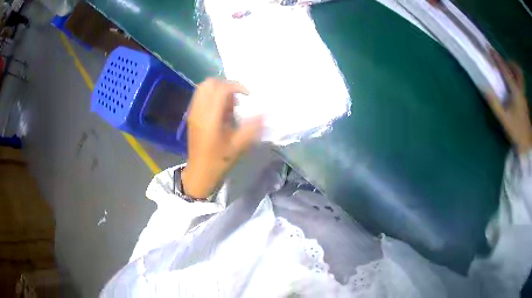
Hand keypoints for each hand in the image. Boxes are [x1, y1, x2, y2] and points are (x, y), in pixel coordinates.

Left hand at [181, 78, 262, 197]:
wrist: (200, 172)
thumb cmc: (219, 160)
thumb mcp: (238, 145)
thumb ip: (252, 127)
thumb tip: (264, 112)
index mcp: (210, 118)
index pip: (220, 89)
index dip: (236, 86)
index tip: (247, 95)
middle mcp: (199, 111)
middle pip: (209, 83)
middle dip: (226, 85)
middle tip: (237, 97)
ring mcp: (193, 112)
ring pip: (203, 88)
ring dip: (218, 90)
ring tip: (230, 104)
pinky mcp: (192, 115)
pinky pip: (201, 96)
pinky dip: (212, 96)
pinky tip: (221, 110)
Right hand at [484, 51, 531, 154]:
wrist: (526, 143)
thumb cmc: (516, 130)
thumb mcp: (504, 118)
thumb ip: (494, 103)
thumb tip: (483, 88)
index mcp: (515, 91)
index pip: (505, 70)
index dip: (497, 59)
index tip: (490, 49)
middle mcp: (520, 89)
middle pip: (517, 69)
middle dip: (510, 62)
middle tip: (503, 63)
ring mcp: (523, 94)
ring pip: (520, 75)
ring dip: (514, 70)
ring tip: (508, 72)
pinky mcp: (524, 99)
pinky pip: (520, 82)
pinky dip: (516, 78)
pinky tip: (512, 84)